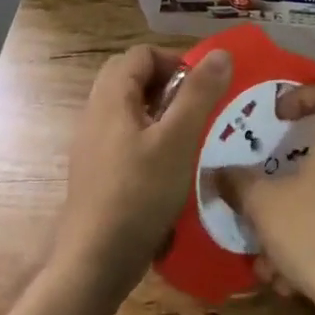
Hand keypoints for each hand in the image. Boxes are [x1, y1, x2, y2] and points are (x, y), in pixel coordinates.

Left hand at [55, 44, 230, 299]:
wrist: (95, 261)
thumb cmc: (139, 193)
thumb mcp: (178, 140)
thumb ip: (199, 93)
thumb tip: (221, 53)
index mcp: (111, 98)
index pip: (141, 54)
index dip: (174, 61)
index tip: (201, 88)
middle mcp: (96, 113)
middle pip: (131, 77)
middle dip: (167, 84)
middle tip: (195, 108)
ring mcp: (93, 145)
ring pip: (128, 108)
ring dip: (160, 112)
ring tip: (189, 136)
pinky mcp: (97, 172)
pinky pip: (124, 137)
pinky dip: (149, 138)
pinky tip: (170, 166)